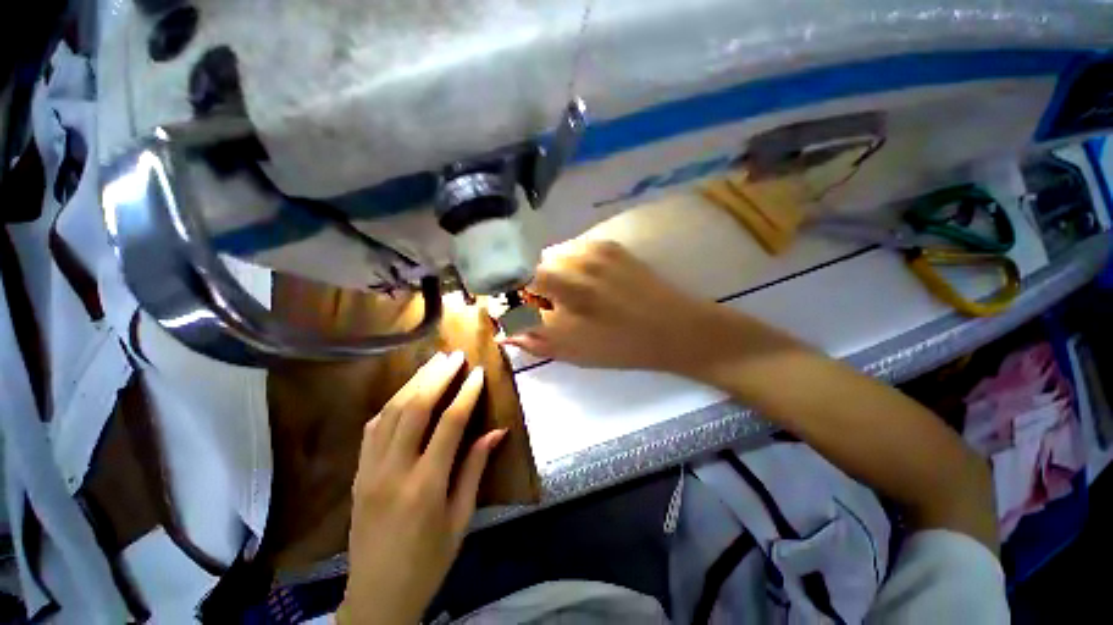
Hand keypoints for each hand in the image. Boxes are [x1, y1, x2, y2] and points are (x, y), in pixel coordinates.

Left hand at [340, 351, 505, 624]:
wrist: (377, 596)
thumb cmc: (428, 561)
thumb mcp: (460, 518)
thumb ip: (475, 468)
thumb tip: (497, 431)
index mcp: (425, 484)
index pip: (449, 423)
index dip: (466, 393)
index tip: (478, 373)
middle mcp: (394, 470)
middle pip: (415, 408)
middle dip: (437, 376)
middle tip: (454, 356)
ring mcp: (370, 470)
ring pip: (391, 412)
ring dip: (414, 382)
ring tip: (433, 363)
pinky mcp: (358, 473)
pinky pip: (373, 428)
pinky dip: (392, 404)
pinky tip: (406, 392)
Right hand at [503, 240, 722, 373]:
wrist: (676, 328)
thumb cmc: (622, 346)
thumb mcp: (573, 351)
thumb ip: (533, 338)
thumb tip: (504, 331)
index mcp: (564, 286)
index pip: (515, 276)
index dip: (509, 291)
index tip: (513, 306)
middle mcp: (575, 259)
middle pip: (533, 263)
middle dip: (530, 284)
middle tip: (543, 305)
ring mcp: (594, 248)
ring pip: (554, 255)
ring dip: (550, 273)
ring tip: (567, 295)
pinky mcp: (610, 245)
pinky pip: (575, 250)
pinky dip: (570, 265)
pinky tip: (586, 283)